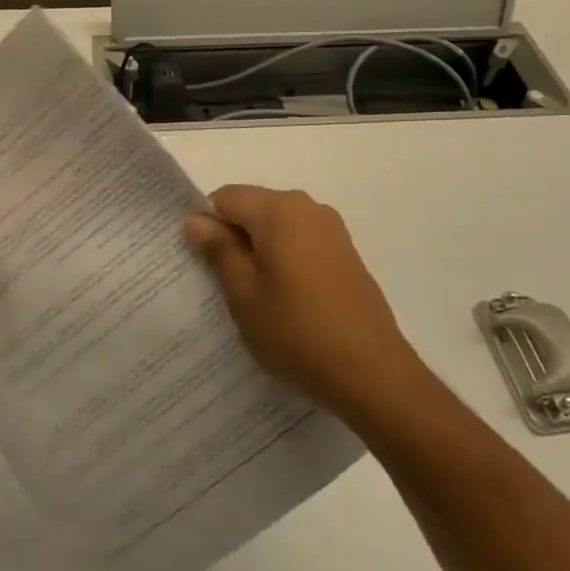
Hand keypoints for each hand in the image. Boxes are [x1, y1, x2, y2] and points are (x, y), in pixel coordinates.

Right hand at [186, 185, 417, 422]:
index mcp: (277, 209)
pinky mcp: (346, 251)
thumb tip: (196, 220)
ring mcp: (331, 228)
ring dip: (261, 249)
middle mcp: (306, 206)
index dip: (208, 225)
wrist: (373, 372)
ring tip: (258, 296)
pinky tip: (289, 300)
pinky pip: (301, 240)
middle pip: (253, 207)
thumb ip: (219, 250)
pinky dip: (286, 259)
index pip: (224, 197)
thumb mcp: (244, 294)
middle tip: (227, 285)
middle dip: (235, 237)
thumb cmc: (297, 331)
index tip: (204, 264)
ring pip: (277, 225)